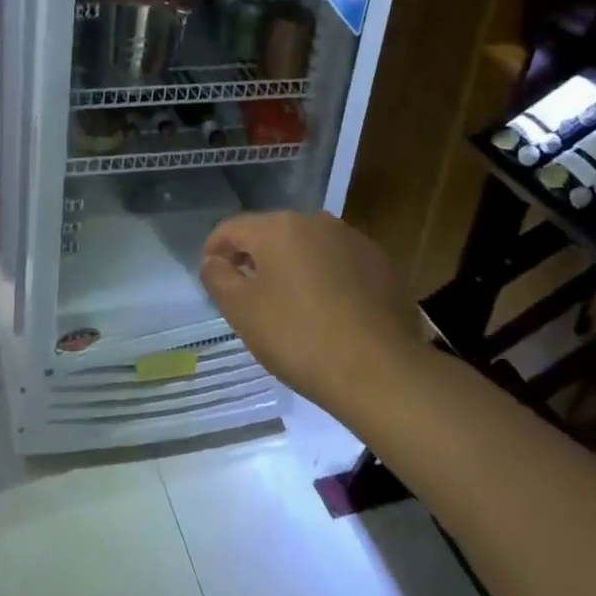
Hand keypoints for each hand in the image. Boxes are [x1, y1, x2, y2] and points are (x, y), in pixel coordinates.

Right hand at [200, 211, 418, 414]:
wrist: (383, 373)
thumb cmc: (301, 338)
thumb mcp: (242, 312)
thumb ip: (218, 277)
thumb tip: (213, 261)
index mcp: (278, 227)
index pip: (232, 229)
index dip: (214, 251)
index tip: (211, 278)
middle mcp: (316, 221)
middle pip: (271, 234)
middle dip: (255, 259)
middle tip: (248, 296)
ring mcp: (354, 240)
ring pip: (308, 248)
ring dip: (293, 268)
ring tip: (290, 306)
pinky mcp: (382, 265)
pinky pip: (340, 264)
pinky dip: (326, 279)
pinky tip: (329, 312)